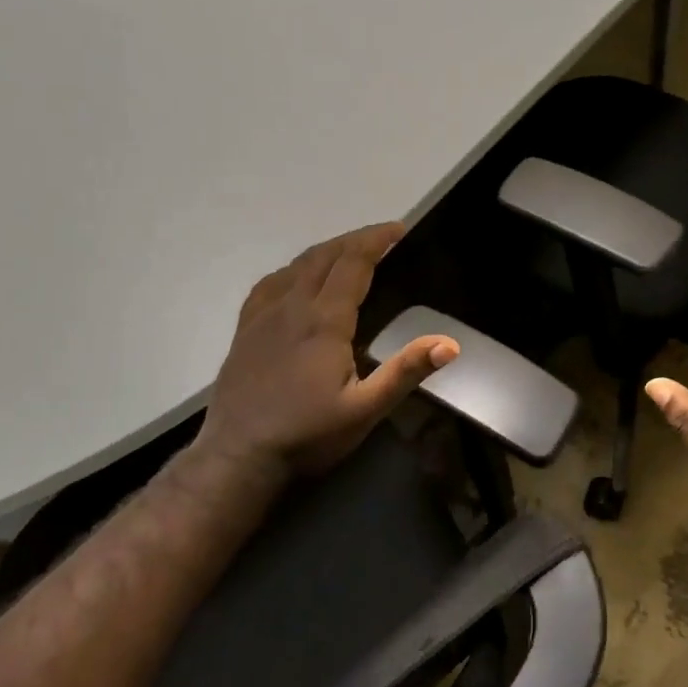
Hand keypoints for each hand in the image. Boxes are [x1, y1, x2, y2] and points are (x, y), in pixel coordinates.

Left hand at [190, 222, 458, 487]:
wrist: (237, 457)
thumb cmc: (307, 435)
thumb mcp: (365, 410)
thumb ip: (405, 372)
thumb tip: (450, 344)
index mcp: (324, 321)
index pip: (353, 263)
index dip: (376, 240)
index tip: (400, 229)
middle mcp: (292, 306)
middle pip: (325, 256)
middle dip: (356, 239)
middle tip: (384, 236)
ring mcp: (263, 315)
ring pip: (297, 265)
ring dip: (327, 249)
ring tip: (350, 251)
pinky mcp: (246, 329)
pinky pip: (271, 282)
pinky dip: (295, 268)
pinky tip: (299, 277)